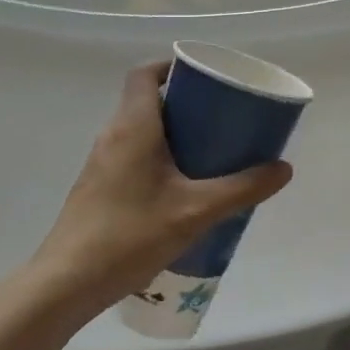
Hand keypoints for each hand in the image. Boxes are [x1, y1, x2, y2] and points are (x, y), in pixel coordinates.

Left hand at [28, 62, 293, 316]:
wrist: (66, 283)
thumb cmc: (130, 235)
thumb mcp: (196, 211)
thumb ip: (242, 188)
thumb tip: (283, 168)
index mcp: (133, 125)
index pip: (144, 73)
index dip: (172, 66)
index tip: (204, 78)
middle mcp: (113, 135)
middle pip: (146, 100)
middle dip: (184, 103)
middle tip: (220, 118)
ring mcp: (101, 162)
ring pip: (140, 130)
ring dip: (172, 132)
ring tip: (208, 151)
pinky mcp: (98, 187)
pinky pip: (132, 155)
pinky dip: (158, 156)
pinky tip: (181, 188)